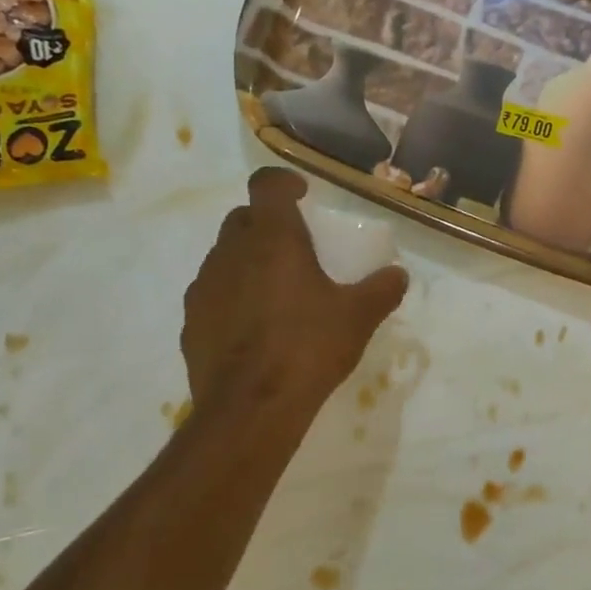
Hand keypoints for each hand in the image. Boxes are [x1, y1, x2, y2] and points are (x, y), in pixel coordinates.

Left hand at [182, 168, 407, 420]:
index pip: (267, 185)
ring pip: (225, 257)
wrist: (251, 407)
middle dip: (268, 225)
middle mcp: (230, 253)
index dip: (284, 182)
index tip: (303, 195)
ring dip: (249, 262)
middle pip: (243, 219)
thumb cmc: (308, 348)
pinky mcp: (192, 321)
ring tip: (278, 292)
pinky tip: (256, 328)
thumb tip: (398, 275)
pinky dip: (234, 297)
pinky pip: (215, 294)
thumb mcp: (358, 318)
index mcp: (272, 240)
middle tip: (297, 249)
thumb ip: (381, 290)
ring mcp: (205, 287)